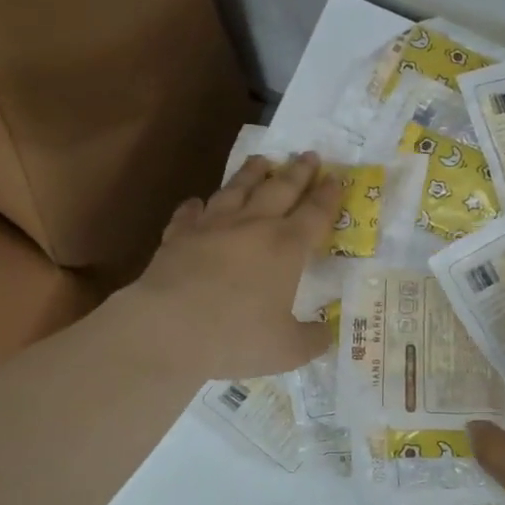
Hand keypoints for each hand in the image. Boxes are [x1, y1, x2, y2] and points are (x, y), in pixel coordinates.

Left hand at [122, 152, 343, 382]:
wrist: (167, 329)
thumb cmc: (235, 336)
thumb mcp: (287, 350)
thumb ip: (312, 340)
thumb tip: (327, 334)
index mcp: (286, 247)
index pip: (315, 213)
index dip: (328, 196)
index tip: (336, 178)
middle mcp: (253, 226)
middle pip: (281, 189)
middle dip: (298, 172)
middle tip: (309, 154)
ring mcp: (213, 226)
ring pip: (237, 189)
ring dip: (252, 173)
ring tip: (262, 159)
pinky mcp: (179, 236)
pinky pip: (190, 213)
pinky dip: (196, 206)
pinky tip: (197, 202)